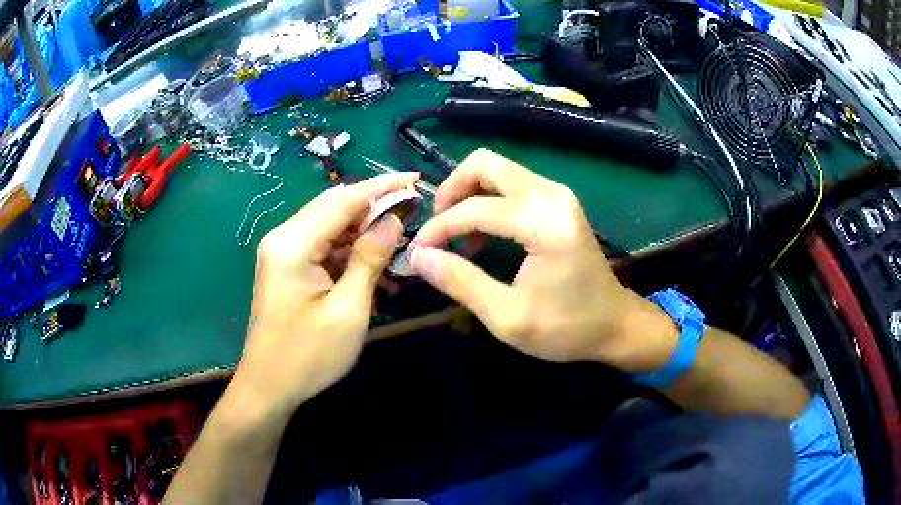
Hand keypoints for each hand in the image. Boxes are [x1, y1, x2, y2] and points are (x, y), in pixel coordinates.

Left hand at [235, 173, 416, 417]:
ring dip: (362, 230)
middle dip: (373, 204)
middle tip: (411, 207)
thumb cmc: (308, 355)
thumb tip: (393, 220)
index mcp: (292, 244)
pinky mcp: (286, 267)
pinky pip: (322, 246)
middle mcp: (283, 238)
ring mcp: (282, 252)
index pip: (342, 201)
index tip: (414, 178)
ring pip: (329, 226)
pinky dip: (348, 250)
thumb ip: (370, 259)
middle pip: (333, 207)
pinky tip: (372, 264)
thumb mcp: (348, 309)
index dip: (381, 187)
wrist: (269, 387)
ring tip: (398, 239)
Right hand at [410, 149, 677, 371]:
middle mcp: (551, 196)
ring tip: (456, 233)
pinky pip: (513, 183)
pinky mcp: (559, 201)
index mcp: (543, 223)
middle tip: (438, 228)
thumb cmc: (566, 328)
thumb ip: (460, 282)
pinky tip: (483, 233)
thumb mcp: (507, 317)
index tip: (418, 252)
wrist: (615, 324)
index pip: (475, 208)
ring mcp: (557, 194)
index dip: (440, 228)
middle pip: (485, 164)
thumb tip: (418, 257)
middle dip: (452, 190)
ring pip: (498, 169)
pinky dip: (488, 198)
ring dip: (469, 193)